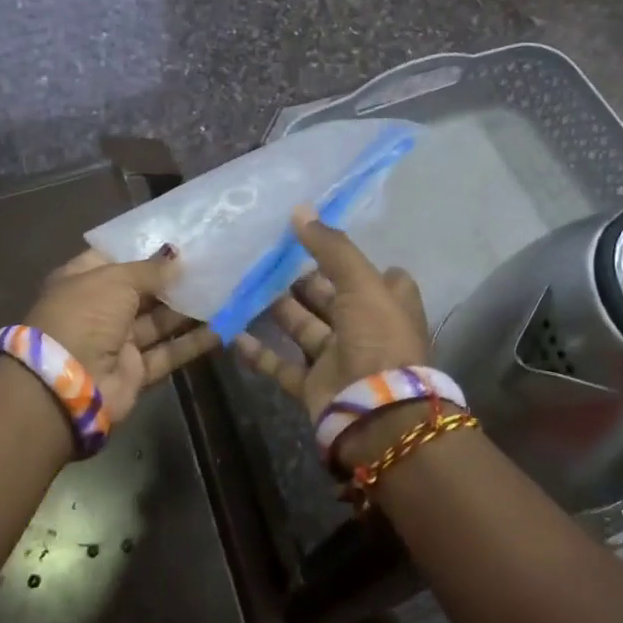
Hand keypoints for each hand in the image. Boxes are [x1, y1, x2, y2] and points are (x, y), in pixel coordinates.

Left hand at [24, 248, 219, 420]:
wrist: (65, 386)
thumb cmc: (84, 316)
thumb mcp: (115, 280)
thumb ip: (150, 269)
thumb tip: (177, 257)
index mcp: (82, 281)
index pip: (115, 258)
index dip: (144, 249)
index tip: (181, 240)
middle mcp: (99, 309)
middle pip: (142, 290)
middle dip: (174, 279)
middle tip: (213, 263)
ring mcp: (117, 342)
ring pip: (159, 321)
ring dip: (189, 309)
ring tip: (225, 290)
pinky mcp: (136, 371)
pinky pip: (169, 351)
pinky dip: (194, 341)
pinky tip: (224, 327)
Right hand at [234, 208, 430, 420]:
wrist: (377, 412)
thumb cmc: (377, 338)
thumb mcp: (360, 282)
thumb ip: (331, 247)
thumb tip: (301, 210)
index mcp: (389, 304)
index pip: (375, 275)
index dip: (351, 260)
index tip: (319, 241)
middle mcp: (366, 329)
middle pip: (332, 298)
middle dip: (304, 281)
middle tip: (270, 259)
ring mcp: (340, 359)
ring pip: (305, 328)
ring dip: (279, 310)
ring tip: (248, 285)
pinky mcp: (315, 385)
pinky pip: (282, 365)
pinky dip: (260, 352)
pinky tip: (233, 334)